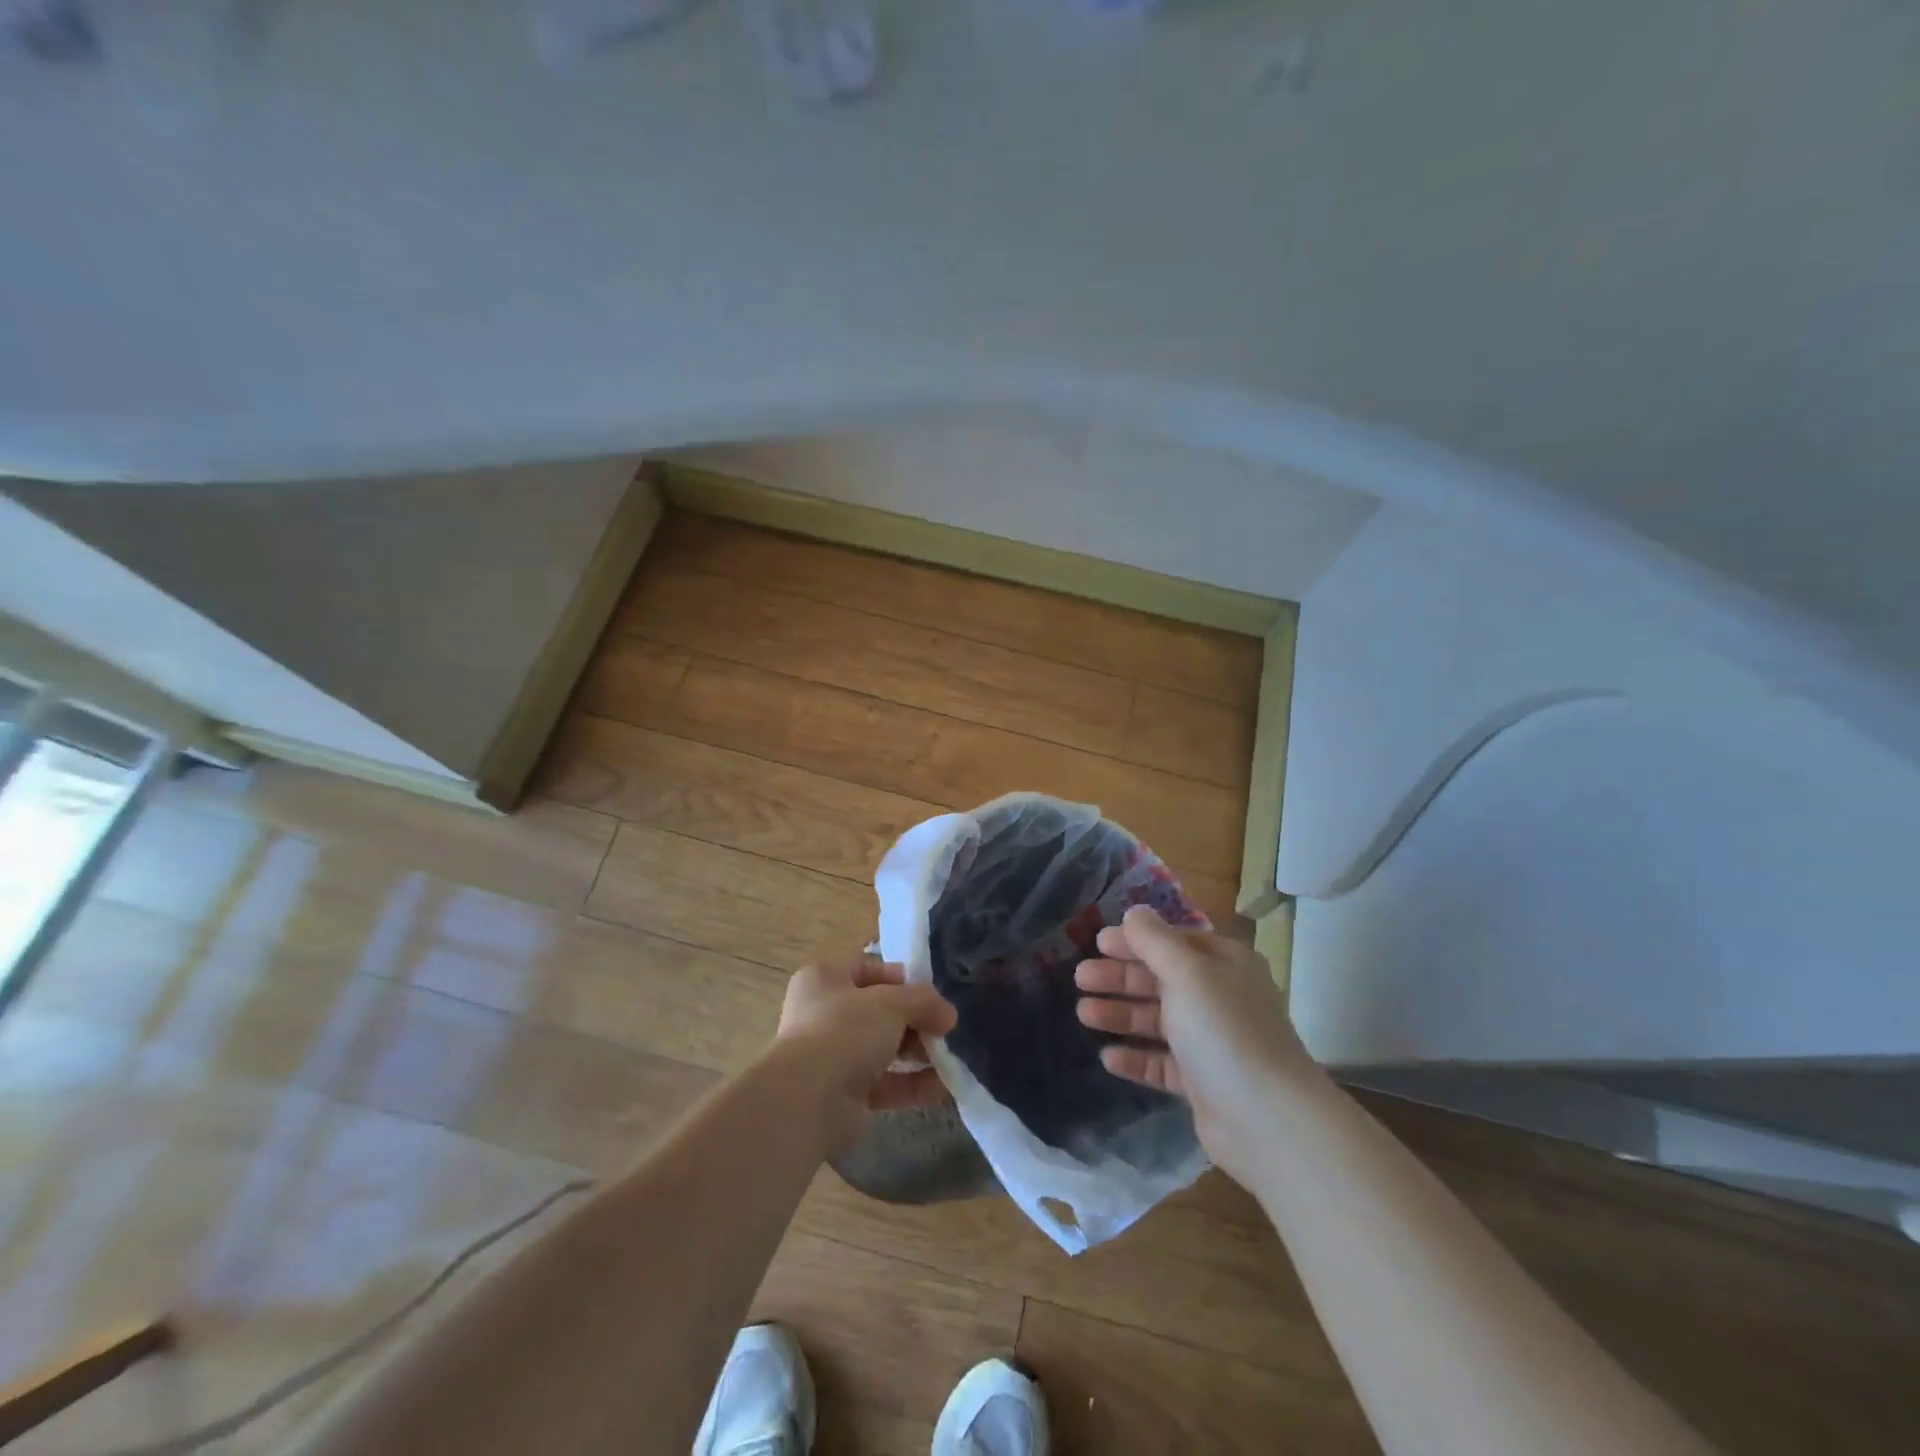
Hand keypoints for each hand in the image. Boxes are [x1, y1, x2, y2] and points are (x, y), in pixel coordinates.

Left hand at [771, 954, 957, 1154]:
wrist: (808, 1099)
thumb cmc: (845, 1030)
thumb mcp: (892, 1002)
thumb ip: (923, 1001)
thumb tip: (948, 1015)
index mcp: (825, 979)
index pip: (868, 969)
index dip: (901, 978)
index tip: (930, 993)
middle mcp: (824, 1014)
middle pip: (878, 1011)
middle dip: (914, 1019)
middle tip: (944, 1028)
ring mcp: (833, 1056)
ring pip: (883, 1048)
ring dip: (917, 1053)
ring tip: (948, 1058)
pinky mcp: (844, 1095)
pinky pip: (884, 1084)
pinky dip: (912, 1084)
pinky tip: (942, 1087)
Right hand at [1075, 905, 1315, 1183]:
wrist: (1268, 1120)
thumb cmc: (1224, 1030)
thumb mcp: (1186, 973)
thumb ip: (1154, 940)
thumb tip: (1135, 912)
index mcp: (1225, 964)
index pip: (1173, 942)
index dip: (1135, 940)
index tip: (1097, 942)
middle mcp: (1220, 998)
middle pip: (1161, 980)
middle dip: (1120, 977)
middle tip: (1080, 978)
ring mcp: (1212, 1043)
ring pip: (1158, 1021)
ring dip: (1121, 1015)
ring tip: (1083, 1014)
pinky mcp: (1203, 1083)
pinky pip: (1162, 1063)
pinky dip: (1136, 1057)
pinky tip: (1108, 1057)